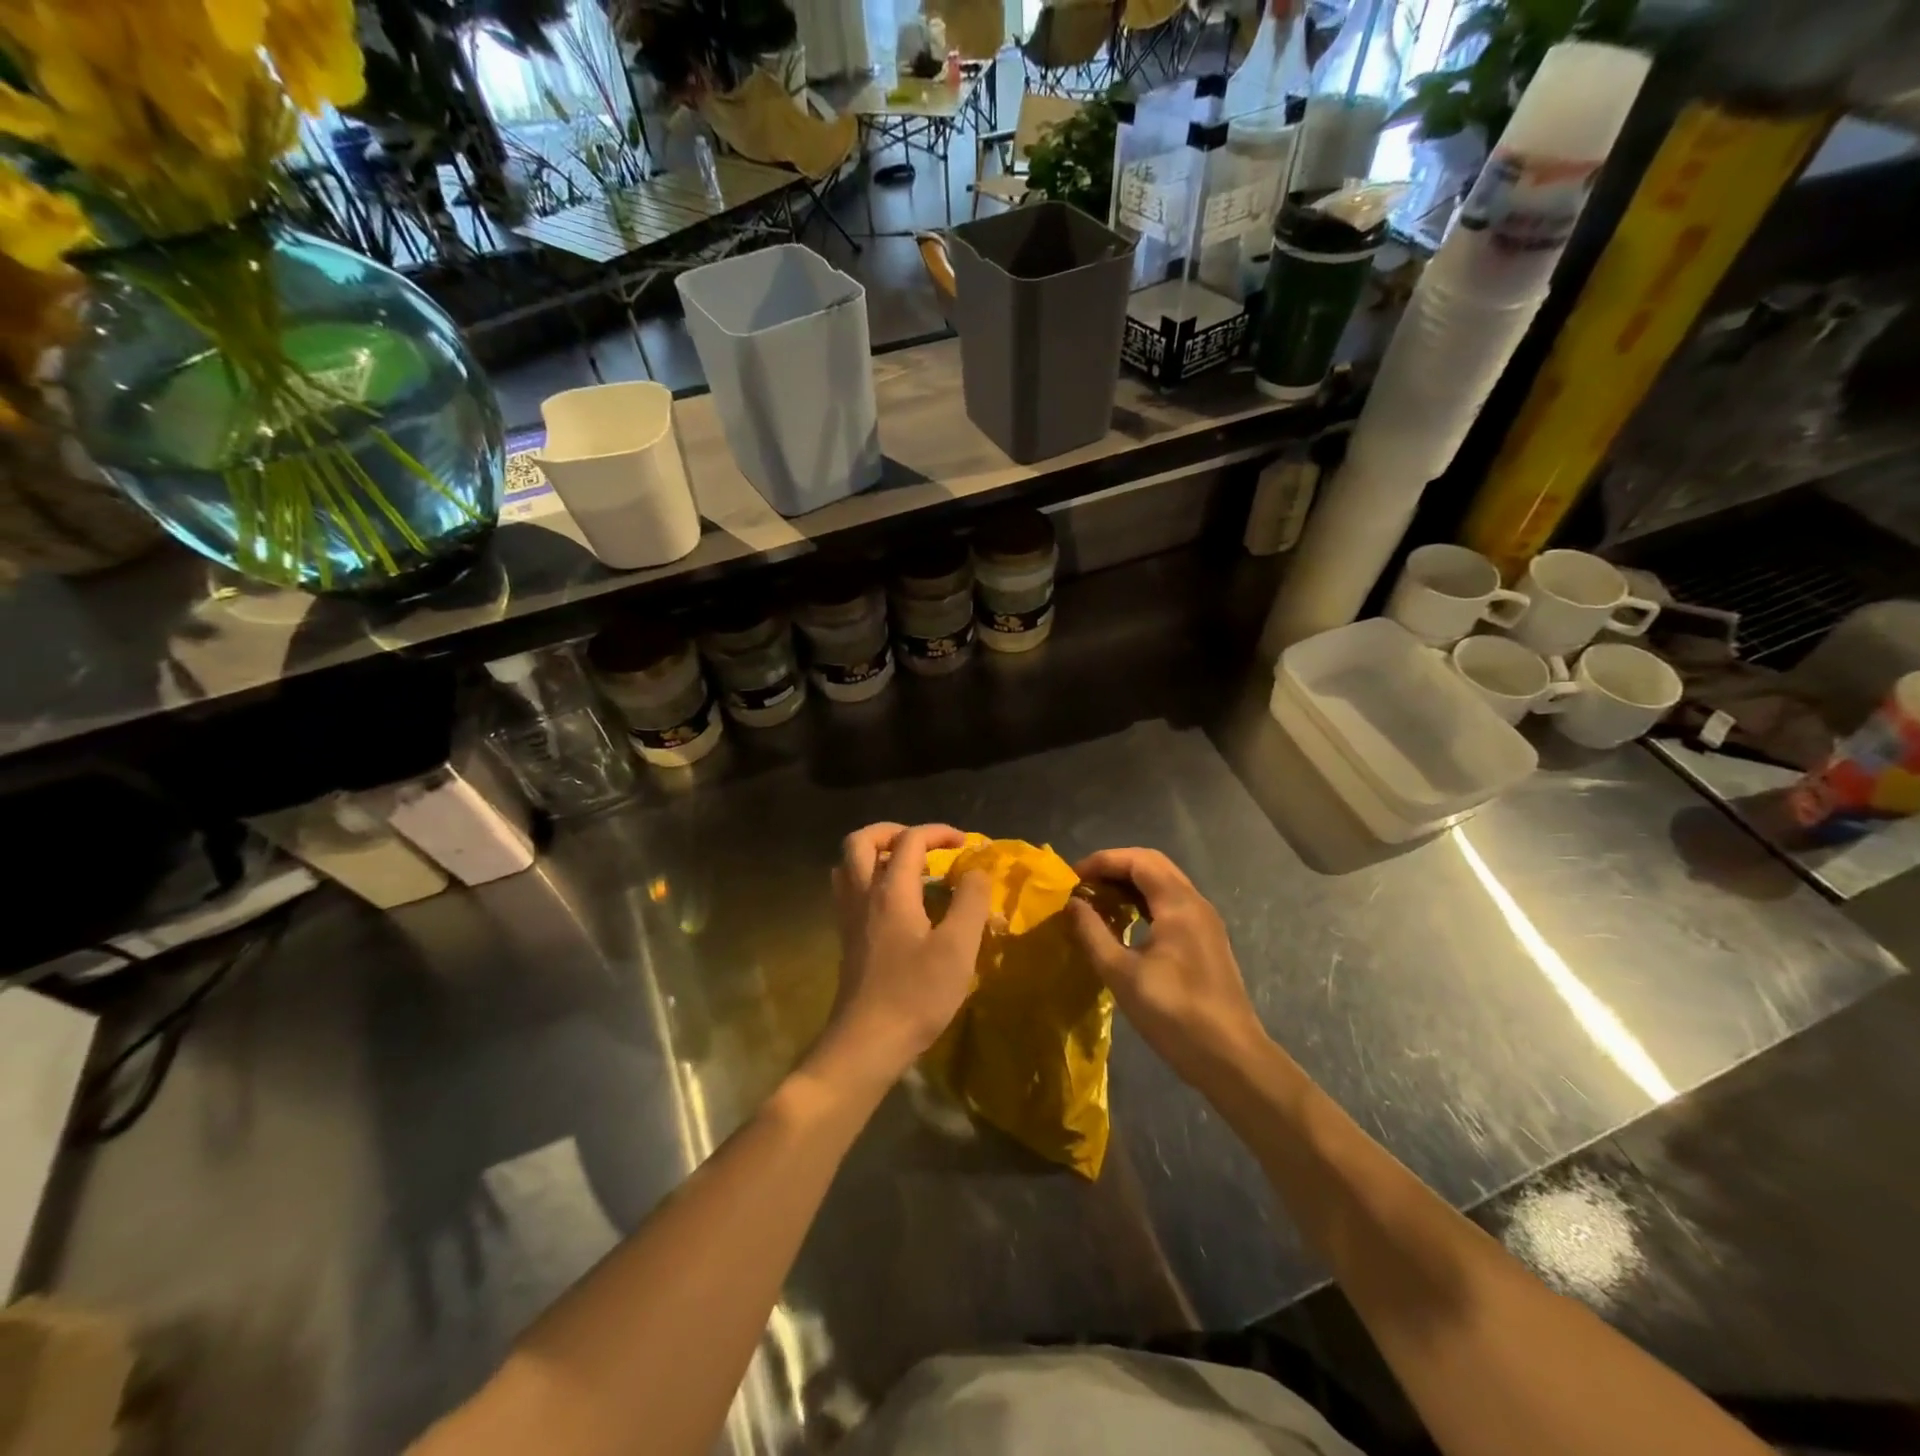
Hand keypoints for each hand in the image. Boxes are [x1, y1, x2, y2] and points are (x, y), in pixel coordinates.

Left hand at [817, 823, 991, 1085]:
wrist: (866, 1044)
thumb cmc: (916, 995)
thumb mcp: (958, 948)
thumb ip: (970, 902)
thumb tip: (975, 870)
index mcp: (891, 892)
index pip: (910, 841)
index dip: (938, 832)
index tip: (965, 844)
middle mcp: (863, 896)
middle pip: (861, 842)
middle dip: (892, 832)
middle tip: (923, 844)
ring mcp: (849, 918)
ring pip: (848, 866)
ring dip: (876, 855)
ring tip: (907, 868)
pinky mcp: (847, 940)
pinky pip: (849, 891)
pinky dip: (869, 881)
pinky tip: (895, 904)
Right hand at [1068, 848, 1267, 1091]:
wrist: (1230, 1058)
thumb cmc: (1173, 1013)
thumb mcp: (1121, 974)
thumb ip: (1092, 933)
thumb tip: (1072, 903)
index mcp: (1178, 904)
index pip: (1137, 860)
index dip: (1102, 861)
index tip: (1072, 878)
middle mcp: (1196, 903)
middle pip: (1153, 864)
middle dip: (1115, 867)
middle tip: (1083, 884)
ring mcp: (1205, 922)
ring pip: (1164, 883)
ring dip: (1130, 883)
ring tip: (1098, 900)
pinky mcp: (1206, 940)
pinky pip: (1171, 903)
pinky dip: (1144, 901)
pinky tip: (1125, 922)